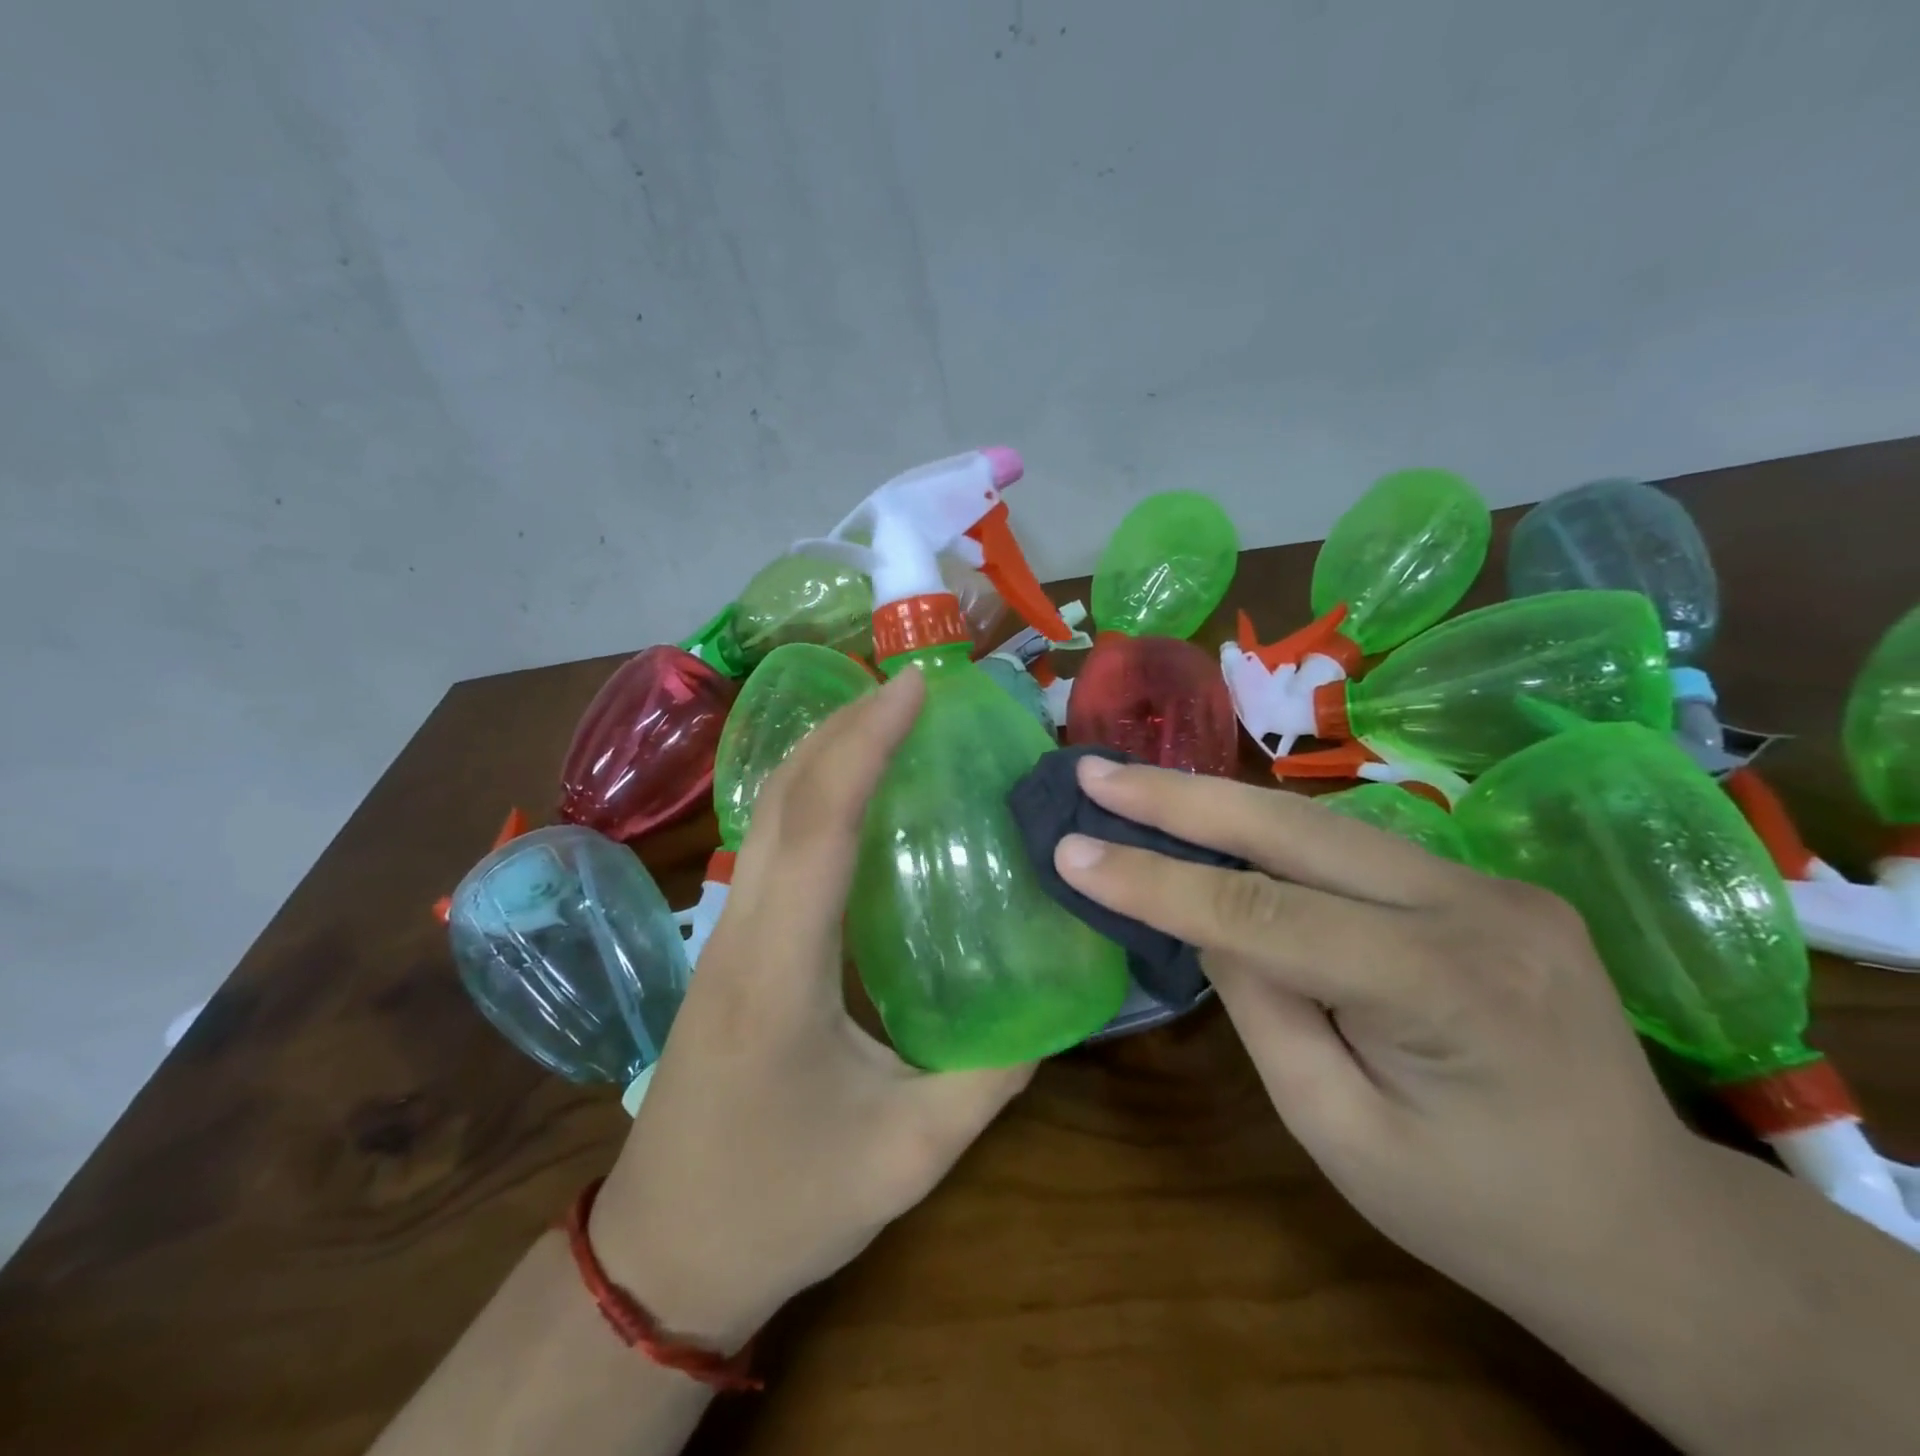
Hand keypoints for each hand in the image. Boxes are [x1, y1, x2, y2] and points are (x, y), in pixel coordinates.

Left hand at [590, 669, 1031, 1348]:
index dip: (868, 743)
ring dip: (824, 751)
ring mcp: (724, 932)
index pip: (822, 822)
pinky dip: (811, 794)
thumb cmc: (781, 1206)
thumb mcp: (909, 1154)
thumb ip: (991, 1075)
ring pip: (768, 812)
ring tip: (889, 720)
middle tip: (914, 689)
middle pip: (785, 796)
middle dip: (846, 725)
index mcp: (781, 969)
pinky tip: (855, 796)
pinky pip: (770, 843)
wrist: (661, 1256)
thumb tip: (1054, 1007)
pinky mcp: (727, 945)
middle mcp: (741, 929)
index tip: (915, 688)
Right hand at [1049, 758, 1705, 1318]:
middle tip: (1094, 772)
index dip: (1156, 880)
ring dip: (1220, 804)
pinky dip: (1272, 833)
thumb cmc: (1479, 1212)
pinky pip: (1354, 848)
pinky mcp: (1486, 883)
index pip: (1263, 912)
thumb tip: (1202, 915)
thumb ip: (1261, 1007)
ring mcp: (1491, 883)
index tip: (1071, 851)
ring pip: (1322, 824)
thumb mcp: (1339, 1131)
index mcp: (1447, 988)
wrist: (1651, 1231)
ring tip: (1136, 787)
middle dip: (1179, 797)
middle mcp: (1478, 906)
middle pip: (1294, 829)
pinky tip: (1218, 822)